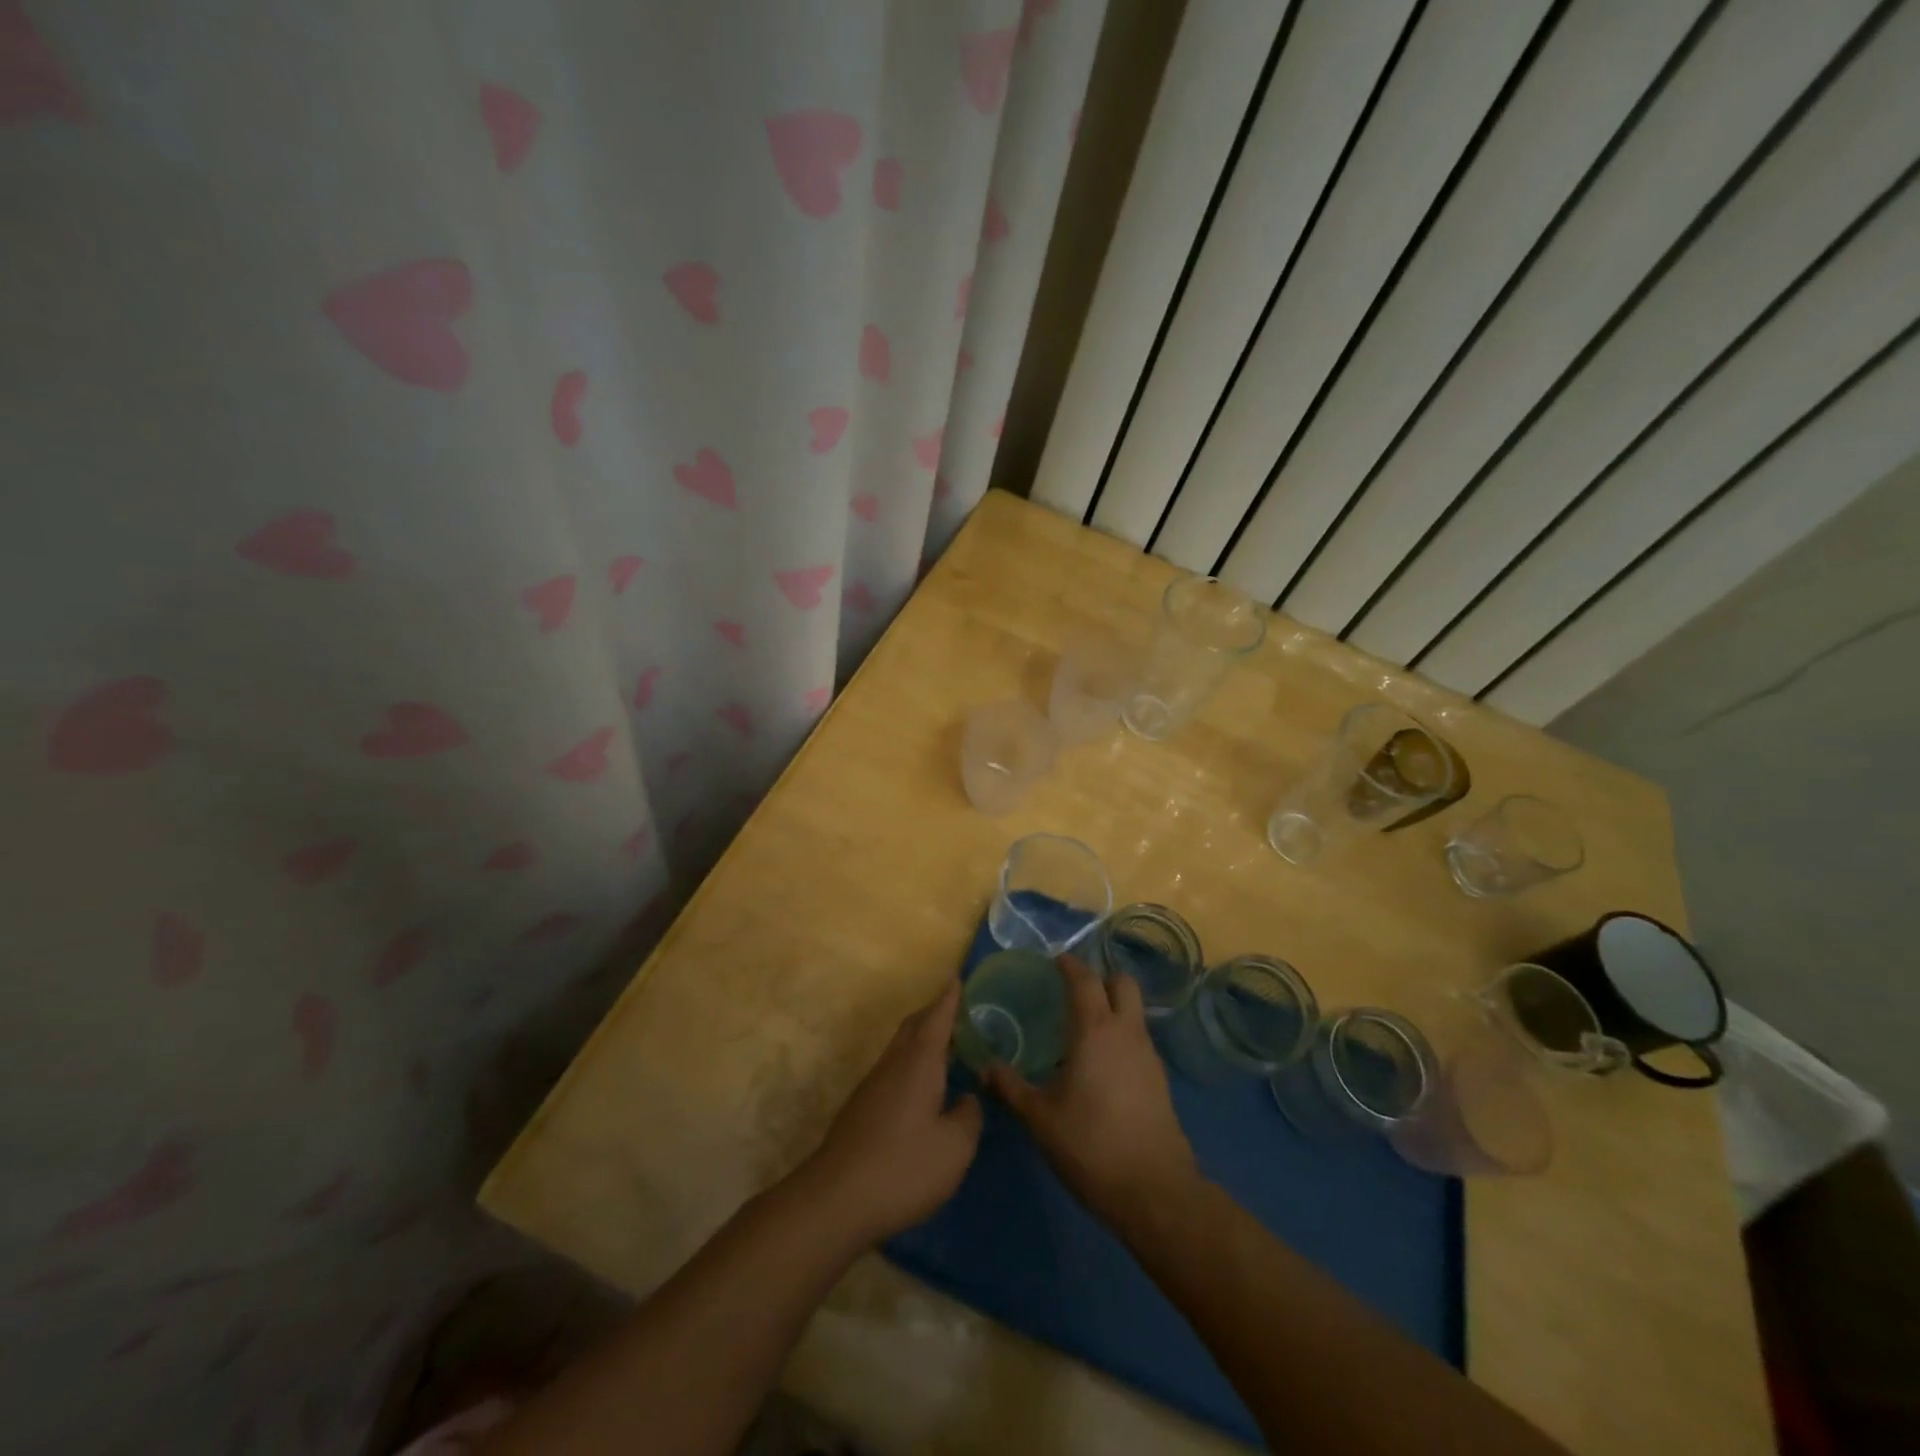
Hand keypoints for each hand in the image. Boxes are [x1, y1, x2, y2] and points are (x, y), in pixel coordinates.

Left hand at [803, 981, 982, 1246]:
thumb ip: (968, 1117)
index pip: (937, 1018)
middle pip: (914, 1027)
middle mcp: (893, 1064)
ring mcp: (872, 1086)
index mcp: (919, 1062)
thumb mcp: (955, 1148)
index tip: (957, 978)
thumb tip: (967, 1100)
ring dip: (921, 1040)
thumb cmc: (904, 1167)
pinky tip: (922, 1089)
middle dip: (934, 1014)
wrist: (836, 1199)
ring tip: (945, 1048)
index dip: (949, 998)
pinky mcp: (861, 1109)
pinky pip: (892, 1070)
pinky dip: (911, 1064)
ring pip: (900, 1049)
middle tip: (957, 1011)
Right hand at [986, 955, 1198, 1230]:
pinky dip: (1122, 1035)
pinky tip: (1102, 1063)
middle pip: (1122, 983)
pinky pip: (1139, 1038)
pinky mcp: (1160, 1079)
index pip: (1085, 980)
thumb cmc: (1090, 1145)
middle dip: (1100, 978)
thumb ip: (1011, 1088)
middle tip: (1074, 991)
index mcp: (1095, 1030)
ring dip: (1113, 1006)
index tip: (1055, 961)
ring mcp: (1149, 1055)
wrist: (1155, 1191)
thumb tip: (984, 1067)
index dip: (1070, 966)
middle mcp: (1126, 1032)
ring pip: (1134, 1011)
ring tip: (1084, 1028)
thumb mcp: (1040, 1118)